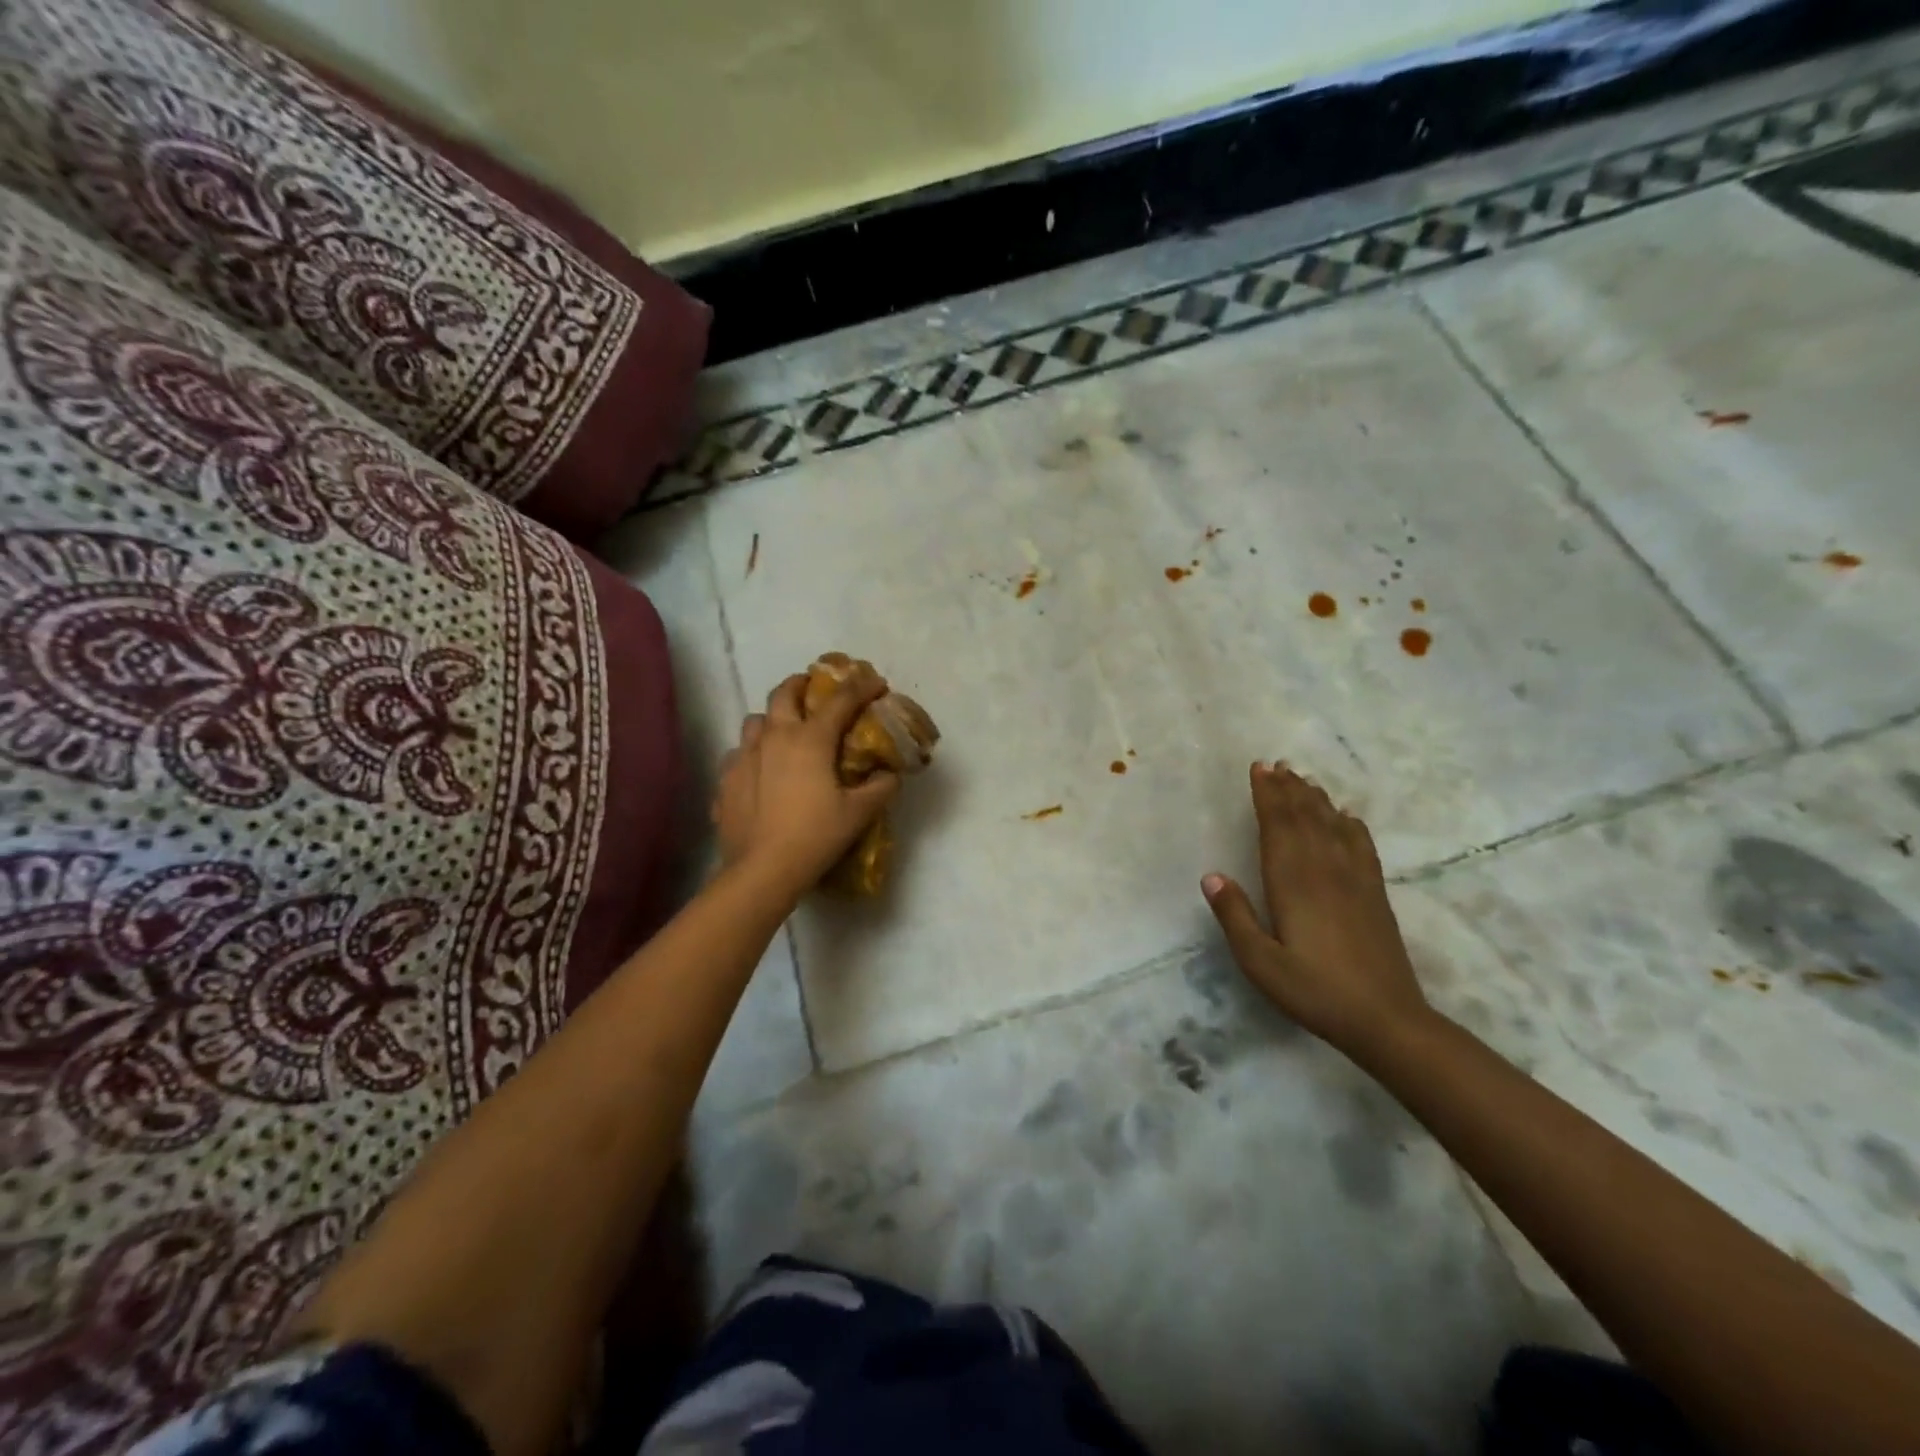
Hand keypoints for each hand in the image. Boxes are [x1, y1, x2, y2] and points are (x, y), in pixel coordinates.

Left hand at [711, 669, 900, 900]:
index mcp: (810, 739)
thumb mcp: (859, 813)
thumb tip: (890, 774)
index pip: (840, 700)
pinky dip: (752, 755)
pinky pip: (738, 755)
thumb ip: (880, 788)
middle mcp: (773, 737)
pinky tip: (760, 773)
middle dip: (801, 683)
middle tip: (814, 688)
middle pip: (784, 693)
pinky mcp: (725, 780)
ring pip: (755, 721)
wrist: (762, 870)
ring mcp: (744, 756)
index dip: (861, 687)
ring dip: (771, 719)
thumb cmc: (815, 835)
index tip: (876, 682)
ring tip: (783, 732)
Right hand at [1202, 762, 1432, 1057]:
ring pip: (1332, 826)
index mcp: (1293, 883)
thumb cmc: (1314, 991)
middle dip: (1288, 789)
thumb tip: (1211, 876)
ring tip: (1302, 779)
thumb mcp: (1260, 962)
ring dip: (1315, 799)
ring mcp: (1354, 880)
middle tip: (1275, 764)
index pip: (1278, 826)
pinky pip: (1361, 846)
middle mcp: (1324, 871)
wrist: (1386, 1019)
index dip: (1268, 795)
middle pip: (1305, 818)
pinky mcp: (1374, 894)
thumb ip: (1235, 917)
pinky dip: (1350, 825)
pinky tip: (1346, 816)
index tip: (1259, 769)